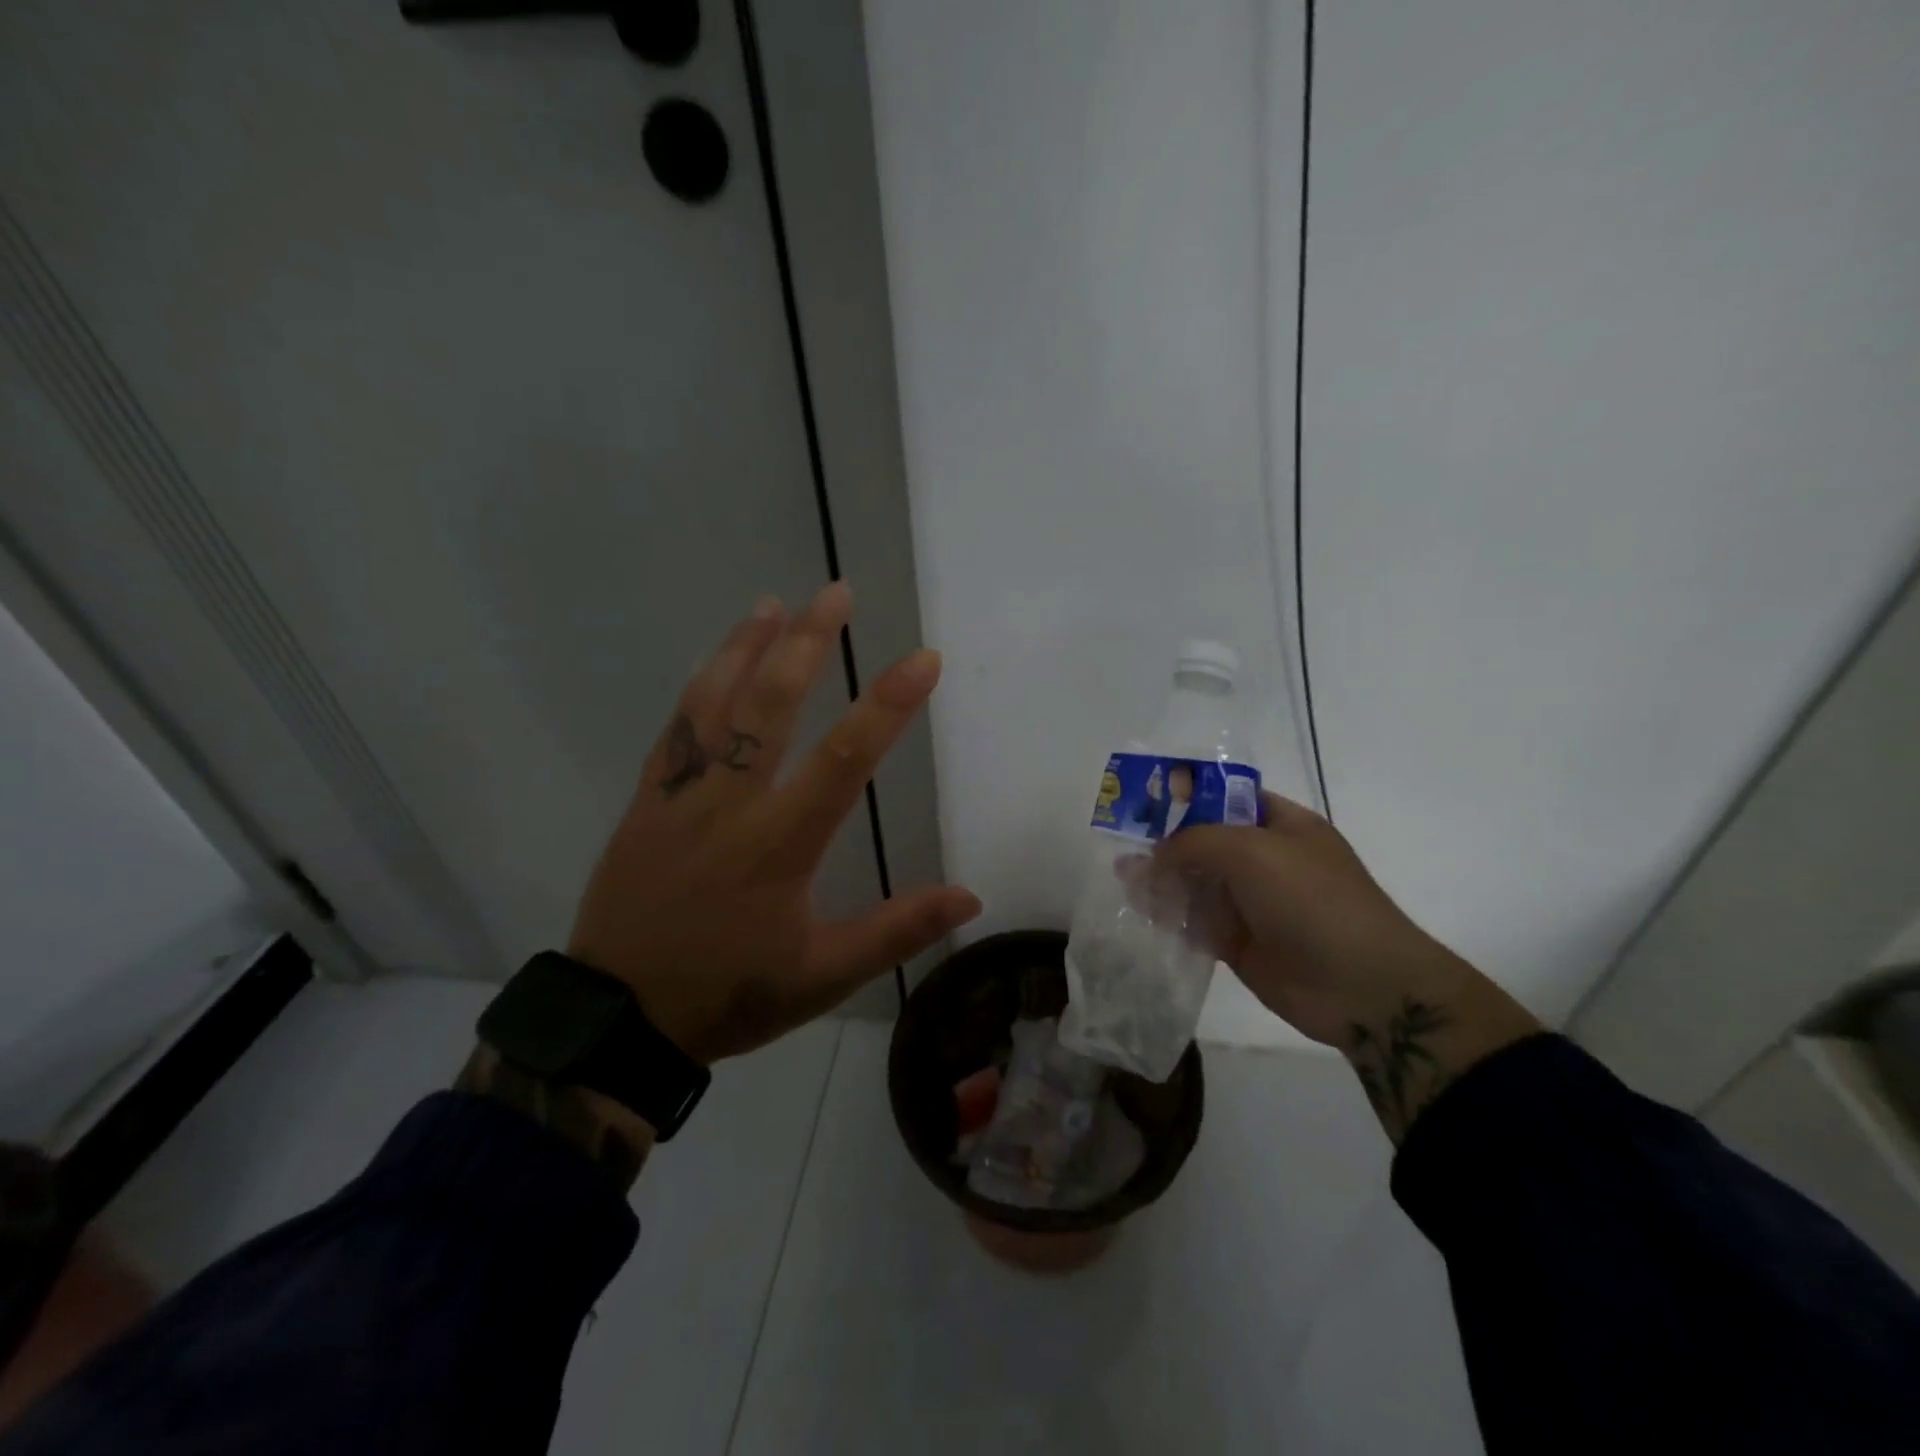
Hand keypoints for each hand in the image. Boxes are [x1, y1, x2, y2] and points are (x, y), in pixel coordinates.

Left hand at [567, 581, 981, 1064]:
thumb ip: (896, 931)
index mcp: (780, 844)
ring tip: (773, 604)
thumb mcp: (822, 977)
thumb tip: (969, 897)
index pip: (845, 759)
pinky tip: (715, 662)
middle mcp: (730, 804)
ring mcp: (679, 796)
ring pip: (713, 704)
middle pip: (770, 706)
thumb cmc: (729, 994)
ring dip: (746, 648)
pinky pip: (674, 731)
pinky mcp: (645, 802)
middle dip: (808, 643)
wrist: (620, 1019)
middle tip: (835, 592)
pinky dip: (699, 687)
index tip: (924, 660)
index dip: (888, 704)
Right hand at [1155, 792, 1537, 1139]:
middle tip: (1120, 841)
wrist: (1362, 987)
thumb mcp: (1252, 851)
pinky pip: (1195, 923)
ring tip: (1121, 878)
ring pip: (1195, 883)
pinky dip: (1169, 917)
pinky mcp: (1238, 943)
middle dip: (1164, 840)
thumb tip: (1153, 856)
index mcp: (1280, 824)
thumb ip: (1195, 842)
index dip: (1186, 794)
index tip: (1144, 798)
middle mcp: (1264, 860)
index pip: (1225, 797)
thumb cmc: (1313, 900)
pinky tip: (1139, 912)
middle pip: (1204, 841)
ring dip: (1161, 880)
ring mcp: (1251, 903)